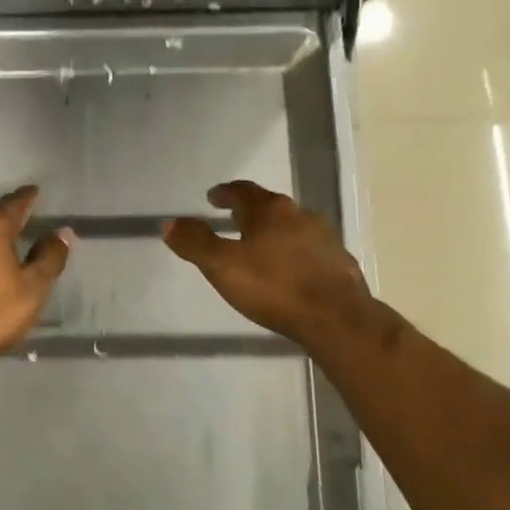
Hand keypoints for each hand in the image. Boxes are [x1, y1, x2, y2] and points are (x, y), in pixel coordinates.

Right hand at [163, 181, 374, 349]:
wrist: (336, 318)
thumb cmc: (273, 286)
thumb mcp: (222, 266)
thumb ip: (195, 243)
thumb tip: (169, 223)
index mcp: (270, 211)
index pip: (243, 191)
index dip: (225, 193)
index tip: (213, 197)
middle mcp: (300, 216)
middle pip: (270, 207)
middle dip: (251, 212)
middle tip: (234, 220)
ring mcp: (325, 239)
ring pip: (293, 228)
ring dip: (275, 234)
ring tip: (260, 248)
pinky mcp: (340, 263)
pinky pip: (311, 252)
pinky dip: (295, 255)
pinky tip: (290, 272)